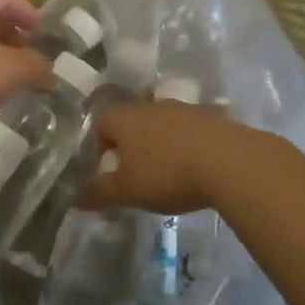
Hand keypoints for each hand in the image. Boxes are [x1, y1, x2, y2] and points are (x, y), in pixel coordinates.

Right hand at [79, 100, 240, 213]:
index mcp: (124, 119)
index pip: (100, 124)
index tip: (108, 170)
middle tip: (138, 174)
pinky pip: (193, 130)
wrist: (231, 162)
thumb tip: (73, 199)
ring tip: (170, 172)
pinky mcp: (214, 117)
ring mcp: (185, 108)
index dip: (99, 146)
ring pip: (164, 124)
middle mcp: (151, 105)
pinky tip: (199, 168)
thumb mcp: (127, 191)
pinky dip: (190, 145)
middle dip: (132, 145)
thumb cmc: (167, 174)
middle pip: (132, 121)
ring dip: (162, 143)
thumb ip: (99, 193)